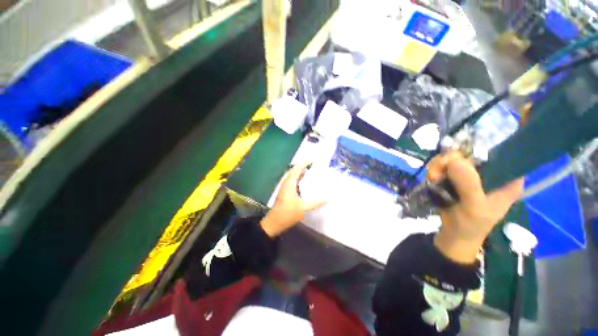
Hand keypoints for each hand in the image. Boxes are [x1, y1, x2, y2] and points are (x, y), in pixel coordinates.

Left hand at [260, 163, 325, 236]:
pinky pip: (291, 181)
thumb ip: (315, 202)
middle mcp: (286, 183)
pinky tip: (304, 184)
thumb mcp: (303, 208)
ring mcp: (284, 187)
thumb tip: (327, 198)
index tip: (313, 160)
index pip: (297, 168)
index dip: (304, 163)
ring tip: (311, 173)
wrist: (274, 222)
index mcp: (289, 183)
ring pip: (292, 176)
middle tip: (314, 166)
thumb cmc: (287, 214)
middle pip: (294, 171)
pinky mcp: (284, 192)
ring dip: (300, 173)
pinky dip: (298, 179)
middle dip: (303, 167)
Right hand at [427, 151, 522, 263]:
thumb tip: (454, 160)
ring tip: (433, 178)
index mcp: (507, 179)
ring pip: (453, 158)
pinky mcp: (456, 178)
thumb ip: (468, 185)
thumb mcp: (474, 207)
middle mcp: (490, 172)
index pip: (500, 153)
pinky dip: (434, 170)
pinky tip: (432, 179)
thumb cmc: (472, 225)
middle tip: (438, 171)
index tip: (460, 158)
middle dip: (451, 160)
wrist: (454, 234)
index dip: (481, 150)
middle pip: (471, 153)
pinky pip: (443, 166)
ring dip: (439, 166)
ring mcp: (471, 174)